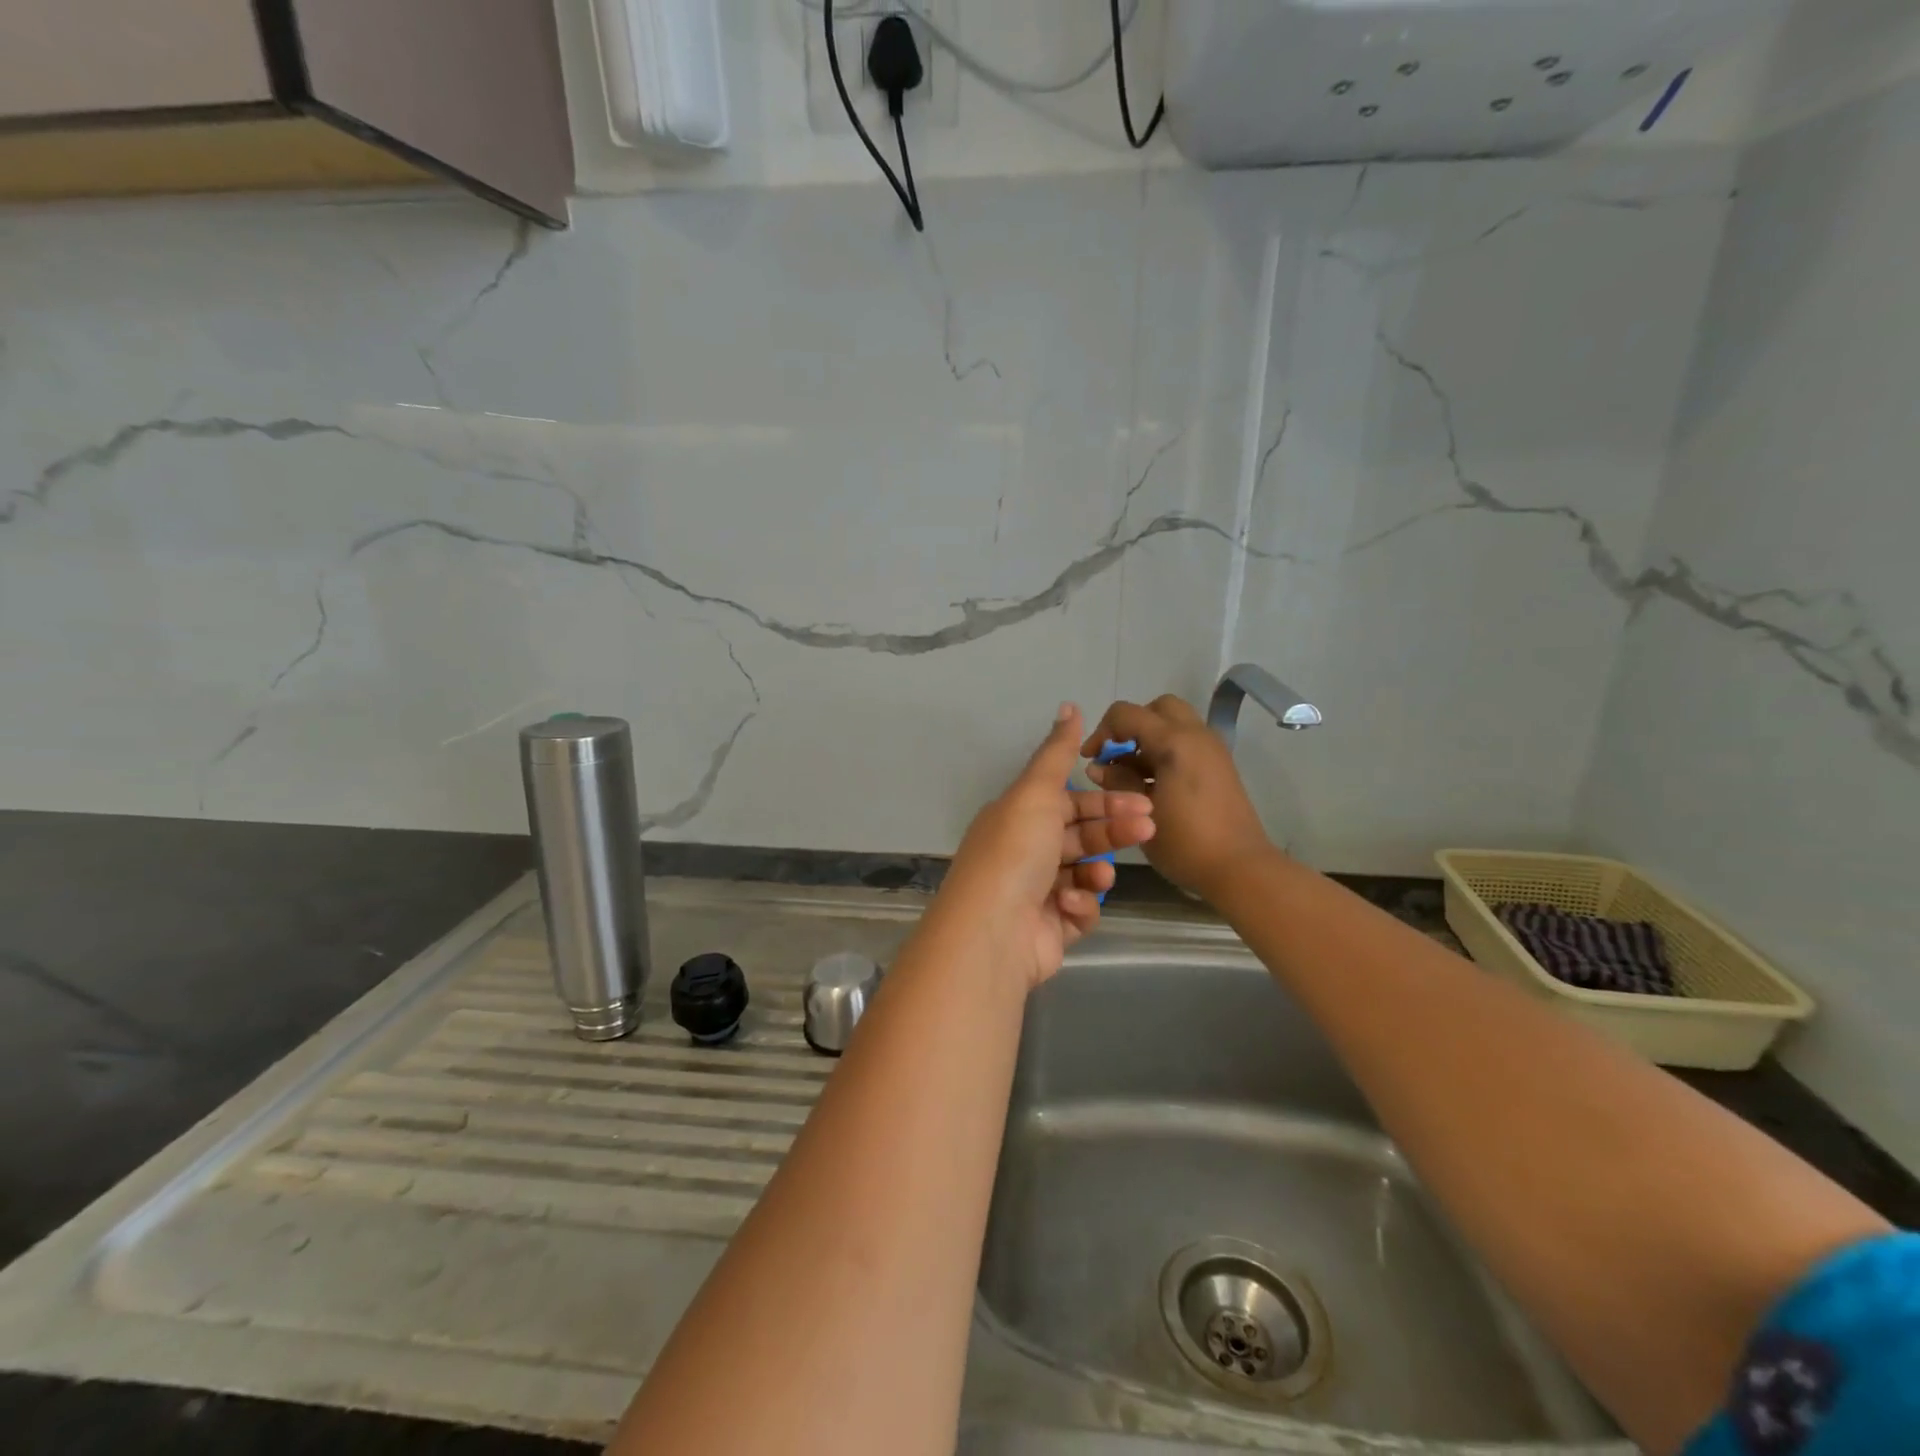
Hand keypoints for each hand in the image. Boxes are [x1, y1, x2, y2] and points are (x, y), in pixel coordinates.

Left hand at [934, 705, 1155, 989]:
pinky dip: (1080, 907)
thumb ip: (1056, 752)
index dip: (1105, 800)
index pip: (1069, 803)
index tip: (1143, 801)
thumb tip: (1069, 705)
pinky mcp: (1049, 930)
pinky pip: (1079, 912)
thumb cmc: (1016, 851)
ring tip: (1100, 876)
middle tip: (1148, 827)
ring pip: (1084, 874)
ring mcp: (1036, 893)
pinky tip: (1070, 906)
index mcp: (1017, 817)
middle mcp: (1024, 852)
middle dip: (1114, 831)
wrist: (993, 930)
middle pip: (1081, 836)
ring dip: (1097, 872)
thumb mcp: (1036, 791)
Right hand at [1082, 695, 1272, 900]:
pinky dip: (1165, 750)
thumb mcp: (1141, 812)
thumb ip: (1118, 781)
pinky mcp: (1219, 766)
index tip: (1090, 759)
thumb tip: (1099, 767)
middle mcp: (1196, 735)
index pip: (1126, 714)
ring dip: (1148, 738)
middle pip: (1157, 708)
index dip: (1101, 731)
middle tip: (1116, 754)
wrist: (1240, 868)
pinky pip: (1187, 742)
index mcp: (1175, 741)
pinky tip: (1152, 784)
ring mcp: (1212, 749)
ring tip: (1131, 774)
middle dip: (1131, 725)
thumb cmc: (1186, 842)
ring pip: (1174, 723)